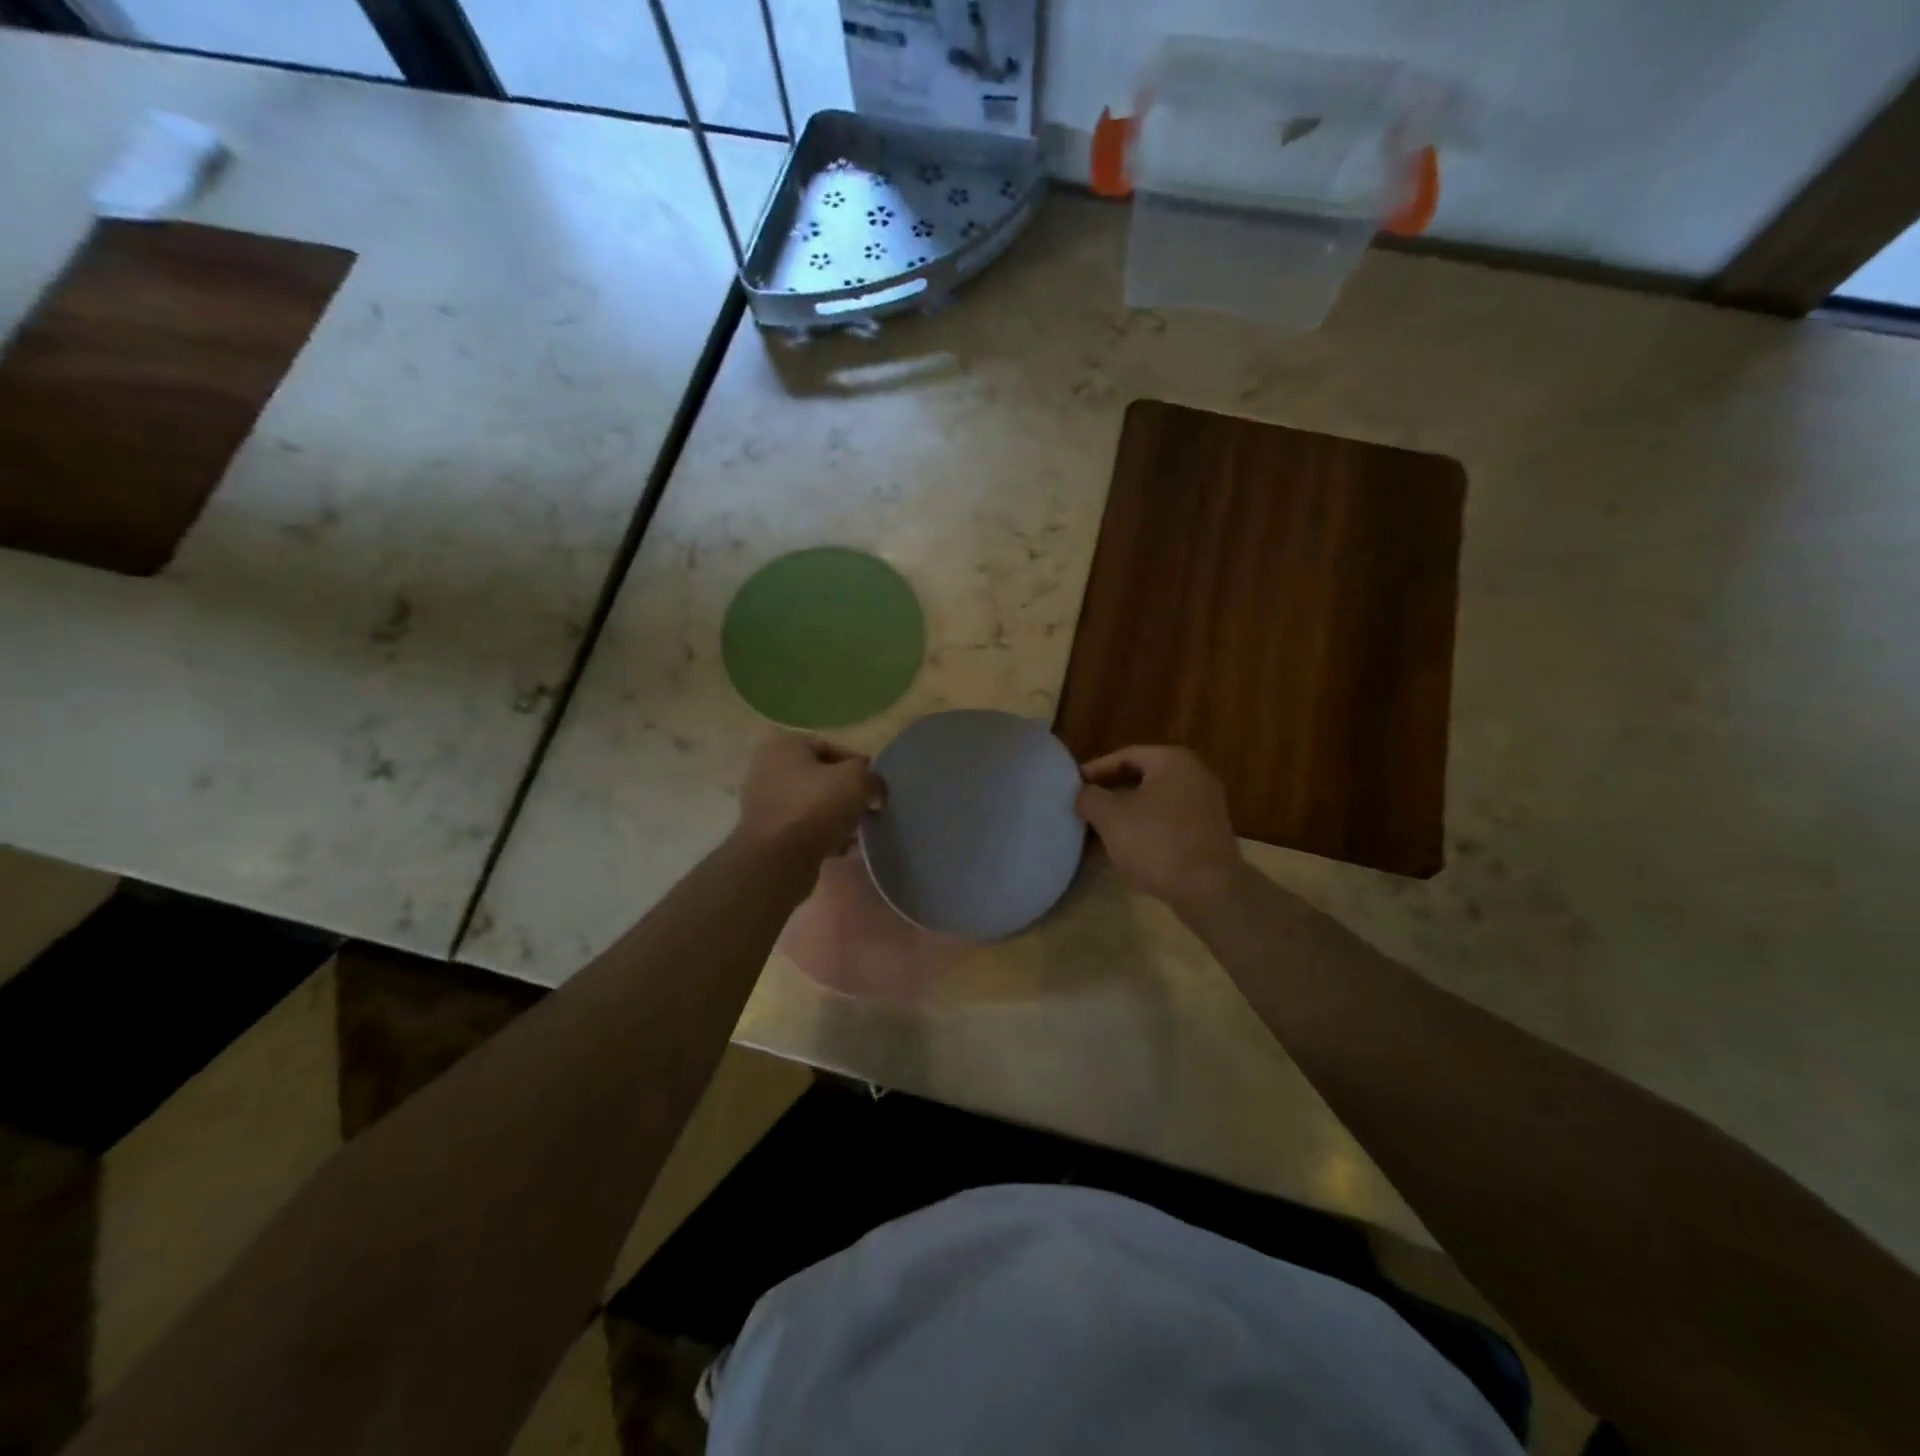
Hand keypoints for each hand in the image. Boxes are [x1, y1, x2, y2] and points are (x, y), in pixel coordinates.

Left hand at [736, 731, 885, 863]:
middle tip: (870, 809)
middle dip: (848, 794)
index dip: (858, 765)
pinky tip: (845, 849)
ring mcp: (766, 804)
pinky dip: (825, 836)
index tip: (875, 786)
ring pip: (814, 805)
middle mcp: (769, 769)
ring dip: (839, 817)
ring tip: (859, 832)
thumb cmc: (815, 807)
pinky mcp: (769, 835)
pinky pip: (805, 829)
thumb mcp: (857, 781)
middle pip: (822, 778)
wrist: (777, 860)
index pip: (830, 747)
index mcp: (784, 746)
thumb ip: (873, 780)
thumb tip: (875, 794)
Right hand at [1076, 746, 1244, 916]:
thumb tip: (1083, 794)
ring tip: (1095, 838)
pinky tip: (1121, 855)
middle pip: (1140, 781)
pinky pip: (1166, 827)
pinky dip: (1143, 835)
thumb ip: (1089, 797)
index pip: (1125, 756)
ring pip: (1152, 807)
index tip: (1072, 788)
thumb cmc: (1155, 841)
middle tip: (1082, 811)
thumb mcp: (1109, 816)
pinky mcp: (1207, 837)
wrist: (1209, 889)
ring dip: (1123, 820)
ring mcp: (1205, 808)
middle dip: (1108, 798)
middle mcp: (1194, 776)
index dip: (1095, 771)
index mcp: (1172, 761)